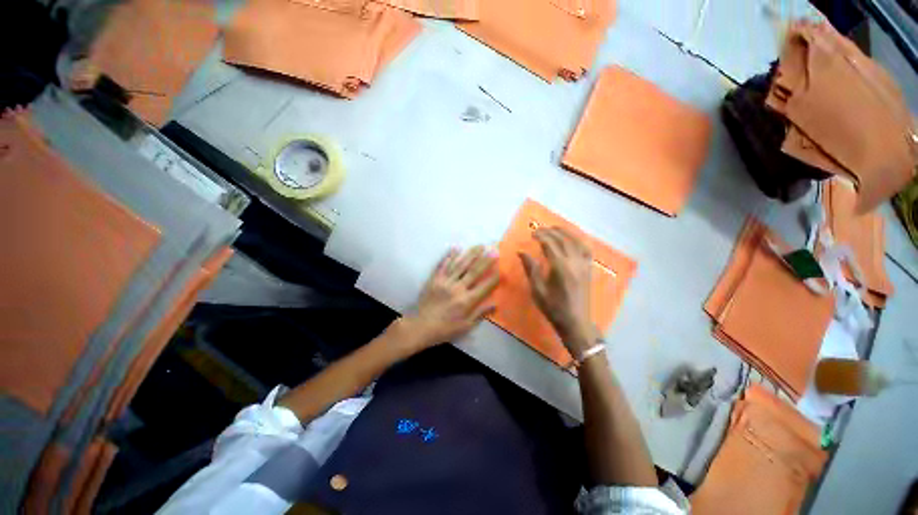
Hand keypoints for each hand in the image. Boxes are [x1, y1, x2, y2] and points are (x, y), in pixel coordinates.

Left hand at [401, 246, 499, 351]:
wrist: (421, 326)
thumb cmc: (445, 328)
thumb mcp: (466, 326)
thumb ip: (480, 314)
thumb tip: (495, 304)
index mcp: (467, 300)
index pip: (485, 286)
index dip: (494, 277)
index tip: (501, 267)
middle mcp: (458, 288)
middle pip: (474, 271)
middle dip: (485, 260)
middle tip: (493, 249)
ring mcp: (445, 282)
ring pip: (460, 265)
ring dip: (471, 254)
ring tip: (480, 246)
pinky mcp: (435, 279)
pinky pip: (443, 265)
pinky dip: (449, 256)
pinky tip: (455, 248)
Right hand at [519, 227, 597, 353]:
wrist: (575, 322)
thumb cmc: (553, 307)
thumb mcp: (537, 289)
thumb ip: (531, 268)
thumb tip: (521, 252)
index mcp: (560, 267)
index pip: (550, 244)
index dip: (541, 236)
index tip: (532, 233)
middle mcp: (574, 262)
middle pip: (563, 239)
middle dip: (551, 231)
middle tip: (540, 229)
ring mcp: (584, 265)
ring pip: (577, 241)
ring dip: (565, 232)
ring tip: (555, 228)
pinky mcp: (588, 269)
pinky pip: (586, 249)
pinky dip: (578, 240)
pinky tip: (573, 239)